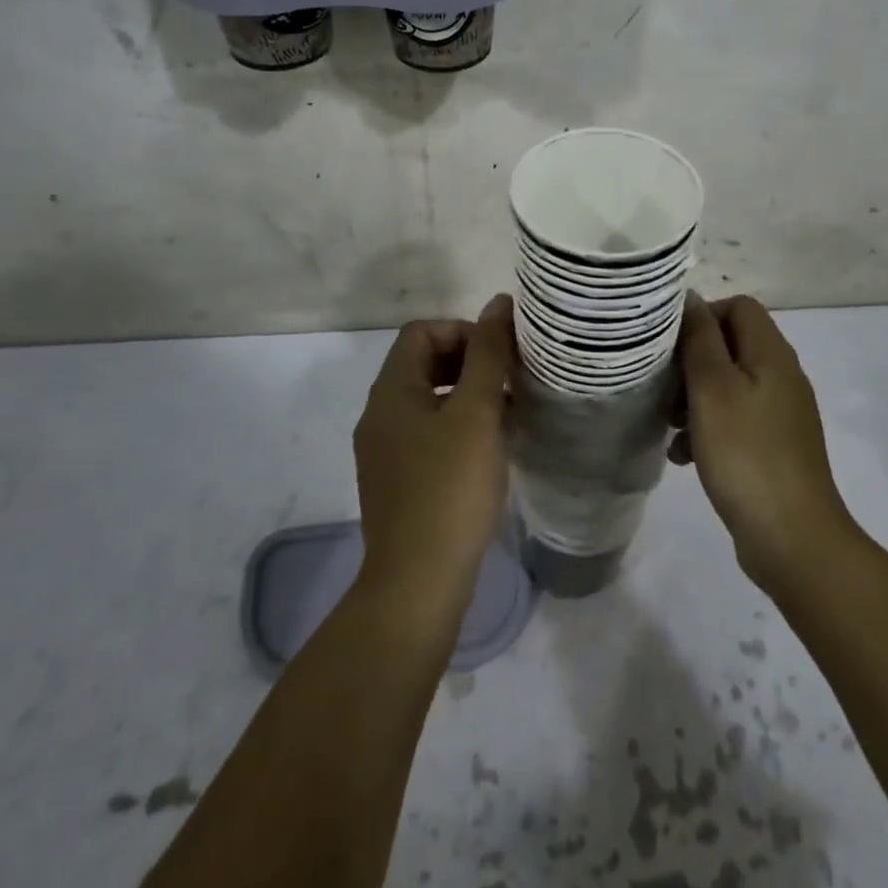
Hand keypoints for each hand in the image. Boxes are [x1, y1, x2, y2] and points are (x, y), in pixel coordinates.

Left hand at [352, 296, 515, 626]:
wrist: (417, 584)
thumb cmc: (449, 489)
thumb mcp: (476, 413)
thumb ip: (488, 354)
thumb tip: (498, 303)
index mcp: (390, 390)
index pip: (421, 331)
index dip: (463, 332)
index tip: (499, 358)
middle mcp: (379, 414)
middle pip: (422, 362)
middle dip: (468, 362)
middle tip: (507, 382)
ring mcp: (384, 450)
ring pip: (427, 399)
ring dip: (466, 395)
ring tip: (505, 413)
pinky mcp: (397, 480)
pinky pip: (427, 433)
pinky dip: (457, 427)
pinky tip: (487, 450)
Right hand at [671, 294, 854, 592]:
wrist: (792, 538)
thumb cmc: (745, 453)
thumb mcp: (712, 388)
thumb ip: (700, 338)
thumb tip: (691, 298)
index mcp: (772, 355)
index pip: (739, 306)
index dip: (703, 316)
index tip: (672, 346)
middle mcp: (781, 377)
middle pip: (731, 346)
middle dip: (691, 362)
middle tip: (664, 389)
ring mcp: (780, 414)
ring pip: (728, 385)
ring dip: (694, 398)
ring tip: (669, 425)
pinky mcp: (773, 447)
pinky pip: (735, 420)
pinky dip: (708, 429)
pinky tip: (684, 455)